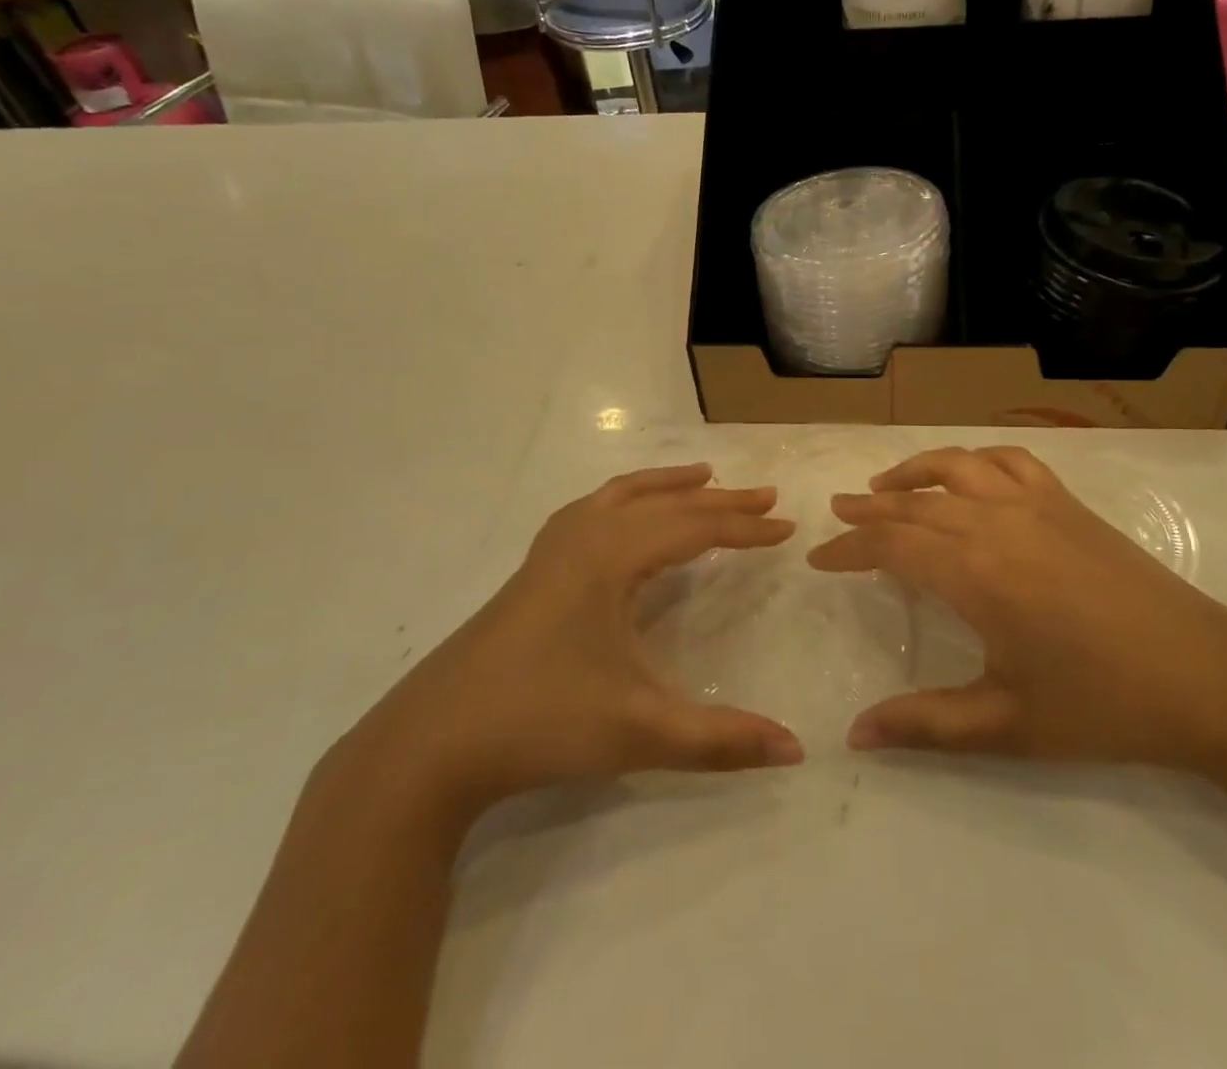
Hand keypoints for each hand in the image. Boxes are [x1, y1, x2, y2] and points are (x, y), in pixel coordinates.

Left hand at [337, 464, 803, 828]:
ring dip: (667, 485)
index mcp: (611, 558)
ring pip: (620, 495)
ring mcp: (551, 551)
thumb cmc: (540, 724)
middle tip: (766, 495)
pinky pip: (589, 510)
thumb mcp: (640, 732)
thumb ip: (721, 740)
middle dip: (720, 500)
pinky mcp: (532, 570)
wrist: (430, 745)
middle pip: (664, 504)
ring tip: (704, 476)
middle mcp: (583, 538)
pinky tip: (624, 512)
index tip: (787, 525)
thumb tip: (797, 751)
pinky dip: (622, 498)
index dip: (745, 526)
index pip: (694, 527)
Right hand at [807, 446, 1226, 772]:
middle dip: (869, 508)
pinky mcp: (1068, 503)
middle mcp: (997, 523)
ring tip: (884, 484)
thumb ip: (925, 725)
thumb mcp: (1006, 725)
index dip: (850, 549)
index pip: (892, 546)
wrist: (1205, 677)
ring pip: (959, 466)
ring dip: (914, 471)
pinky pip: (1010, 461)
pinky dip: (975, 459)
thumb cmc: (1102, 706)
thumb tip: (854, 735)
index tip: (819, 556)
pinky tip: (967, 474)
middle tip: (837, 513)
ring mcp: (1036, 504)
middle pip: (916, 503)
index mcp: (977, 574)